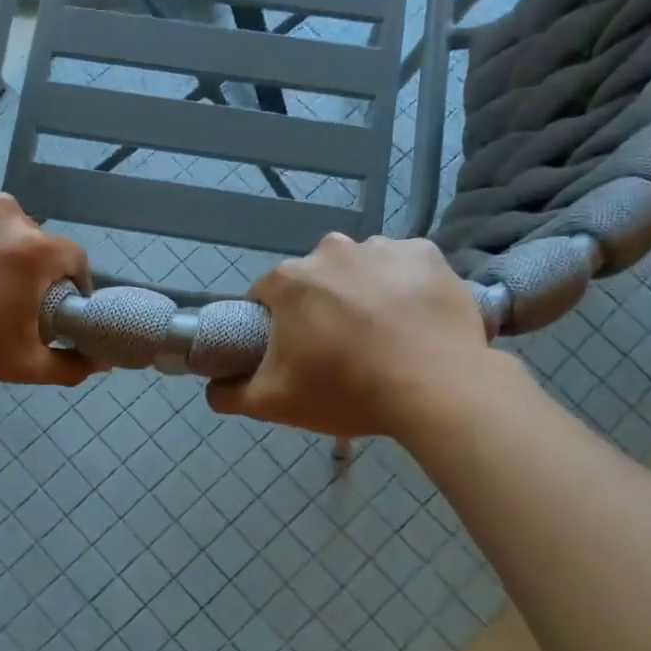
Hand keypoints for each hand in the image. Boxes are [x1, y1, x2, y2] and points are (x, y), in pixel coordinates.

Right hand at [207, 234, 501, 437]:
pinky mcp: (426, 254)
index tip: (292, 352)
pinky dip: (404, 286)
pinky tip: (414, 320)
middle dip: (319, 307)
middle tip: (339, 349)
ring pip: (359, 269)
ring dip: (362, 293)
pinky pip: (404, 267)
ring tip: (383, 336)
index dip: (273, 325)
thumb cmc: (346, 390)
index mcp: (290, 281)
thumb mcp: (274, 403)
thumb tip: (212, 388)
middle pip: (314, 280)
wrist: (438, 389)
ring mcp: (382, 247)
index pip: (265, 296)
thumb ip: (230, 394)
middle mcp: (330, 250)